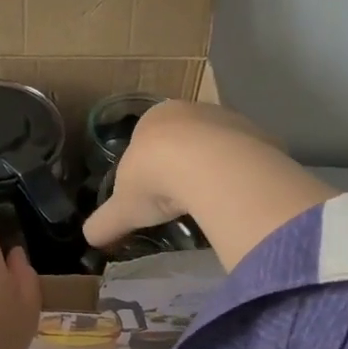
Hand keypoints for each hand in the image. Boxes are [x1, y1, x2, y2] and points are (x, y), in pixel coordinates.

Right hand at [83, 101, 333, 269]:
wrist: (207, 166)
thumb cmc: (155, 178)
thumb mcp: (123, 206)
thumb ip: (106, 221)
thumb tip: (88, 238)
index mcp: (154, 117)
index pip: (149, 138)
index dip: (149, 164)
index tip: (152, 191)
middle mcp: (192, 110)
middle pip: (187, 138)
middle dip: (184, 164)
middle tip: (181, 199)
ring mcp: (230, 119)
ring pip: (219, 146)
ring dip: (215, 170)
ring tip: (209, 202)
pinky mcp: (260, 136)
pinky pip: (248, 159)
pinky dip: (241, 177)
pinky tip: (235, 199)